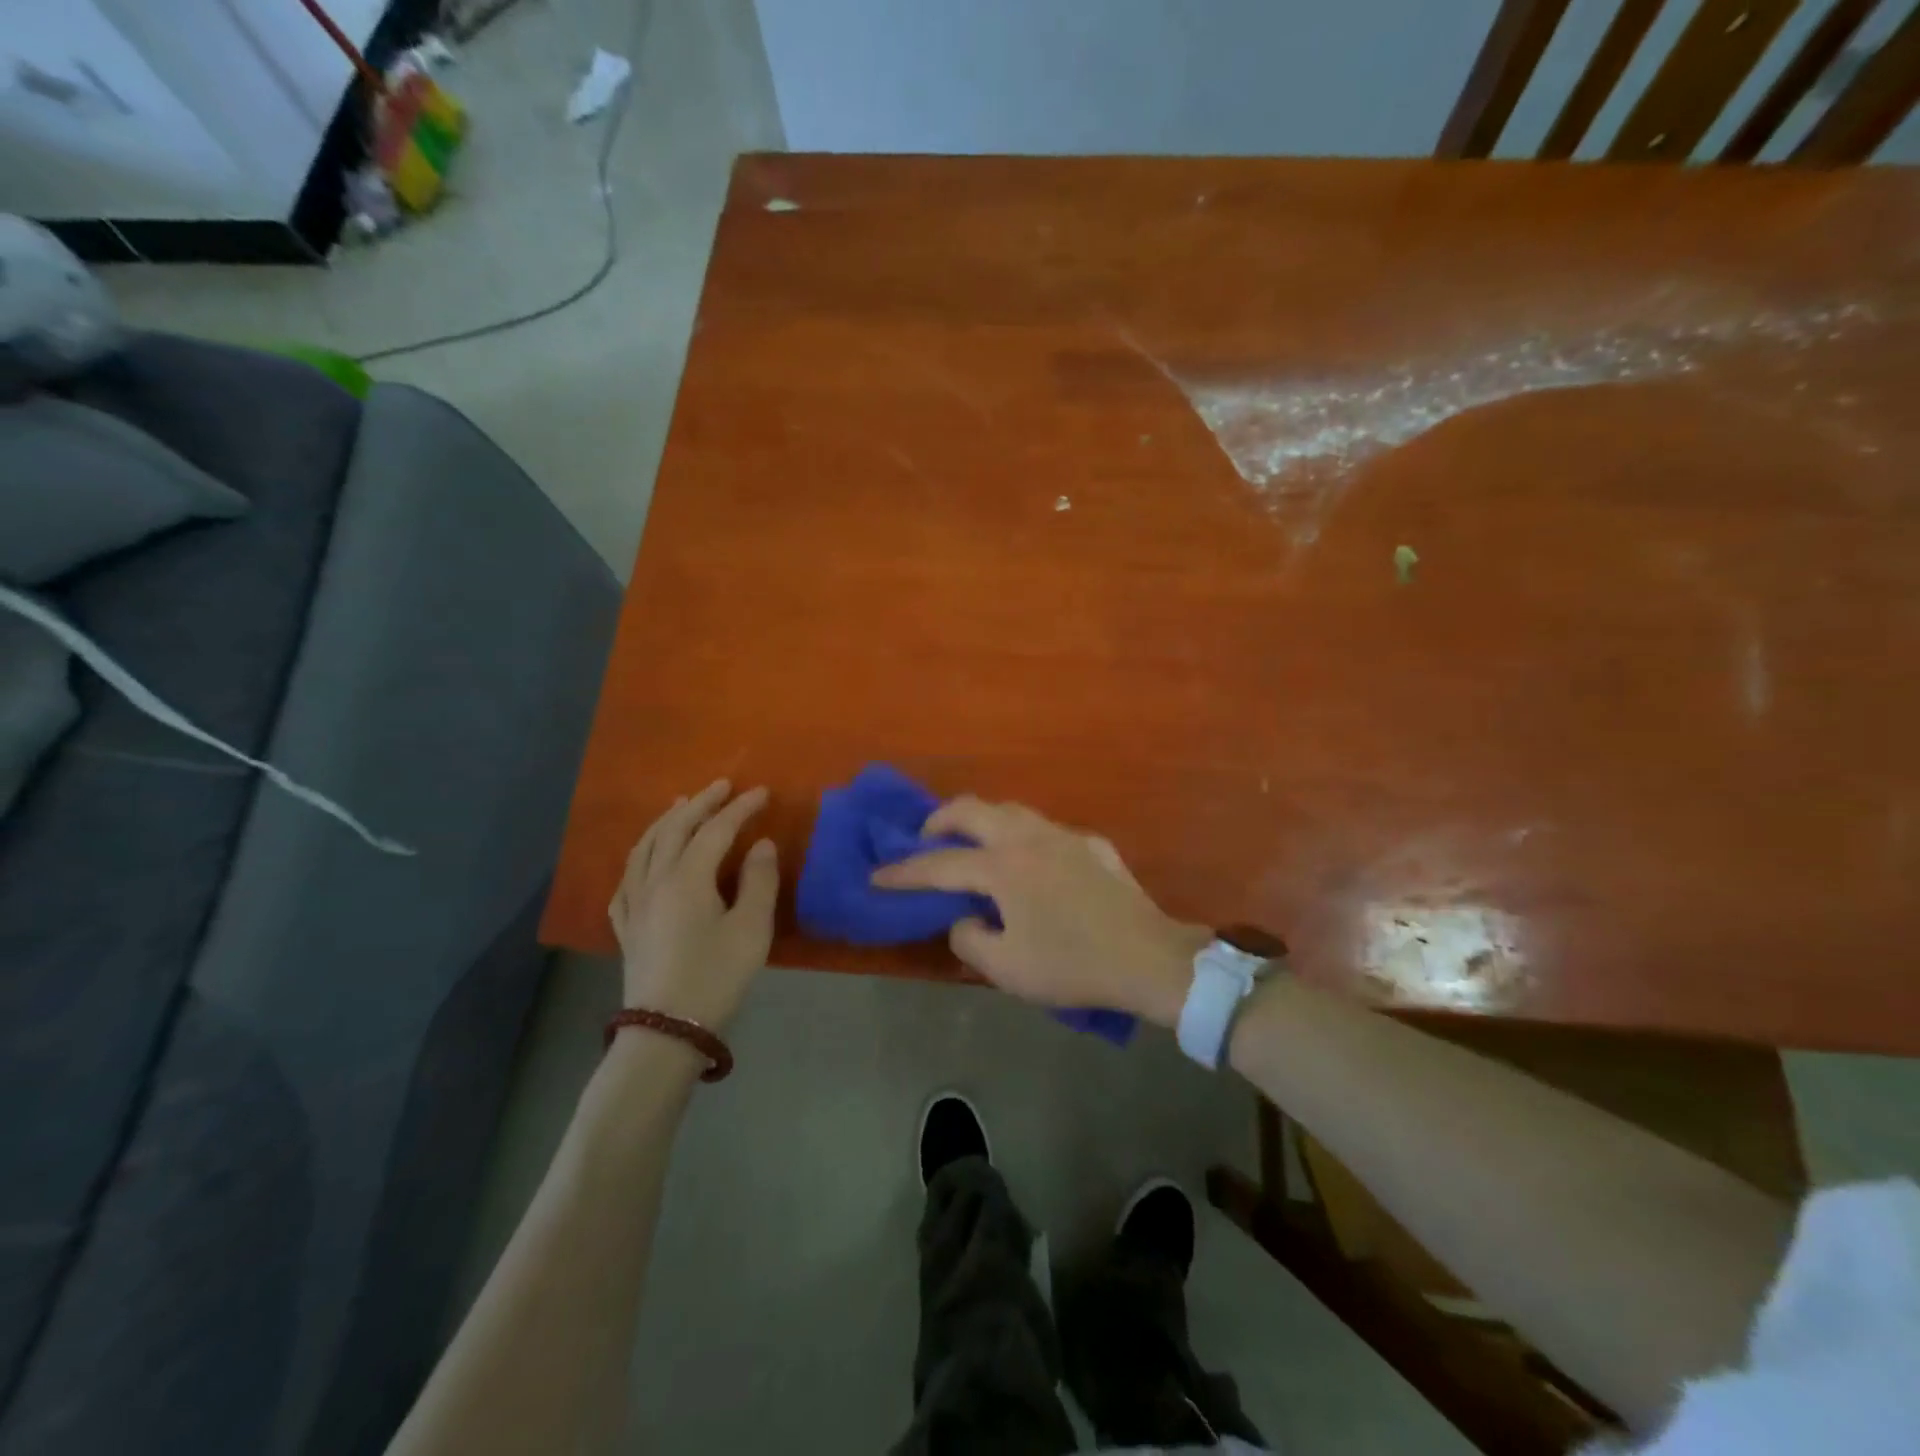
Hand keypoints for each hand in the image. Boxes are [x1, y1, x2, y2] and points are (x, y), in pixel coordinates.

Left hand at [610, 780, 778, 1030]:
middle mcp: (655, 881)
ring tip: (681, 805)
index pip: (715, 829)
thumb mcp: (751, 930)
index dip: (740, 808)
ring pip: (645, 847)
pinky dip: (640, 856)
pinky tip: (644, 859)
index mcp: (687, 878)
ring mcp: (634, 903)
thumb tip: (761, 844)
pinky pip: (627, 877)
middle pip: (675, 829)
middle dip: (701, 803)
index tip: (762, 792)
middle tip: (723, 786)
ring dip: (666, 821)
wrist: (666, 1030)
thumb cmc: (715, 977)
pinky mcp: (626, 926)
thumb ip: (759, 881)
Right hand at [870, 797, 1208, 1026]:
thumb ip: (970, 938)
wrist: (1148, 959)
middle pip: (972, 810)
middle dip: (939, 820)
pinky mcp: (1092, 844)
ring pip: (1011, 809)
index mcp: (1003, 867)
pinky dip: (1024, 838)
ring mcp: (1064, 835)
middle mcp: (1029, 838)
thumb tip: (964, 918)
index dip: (903, 872)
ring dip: (982, 820)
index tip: (877, 875)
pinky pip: (1047, 830)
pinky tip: (1031, 863)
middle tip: (924, 839)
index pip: (939, 864)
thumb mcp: (1006, 967)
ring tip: (972, 843)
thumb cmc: (1072, 965)